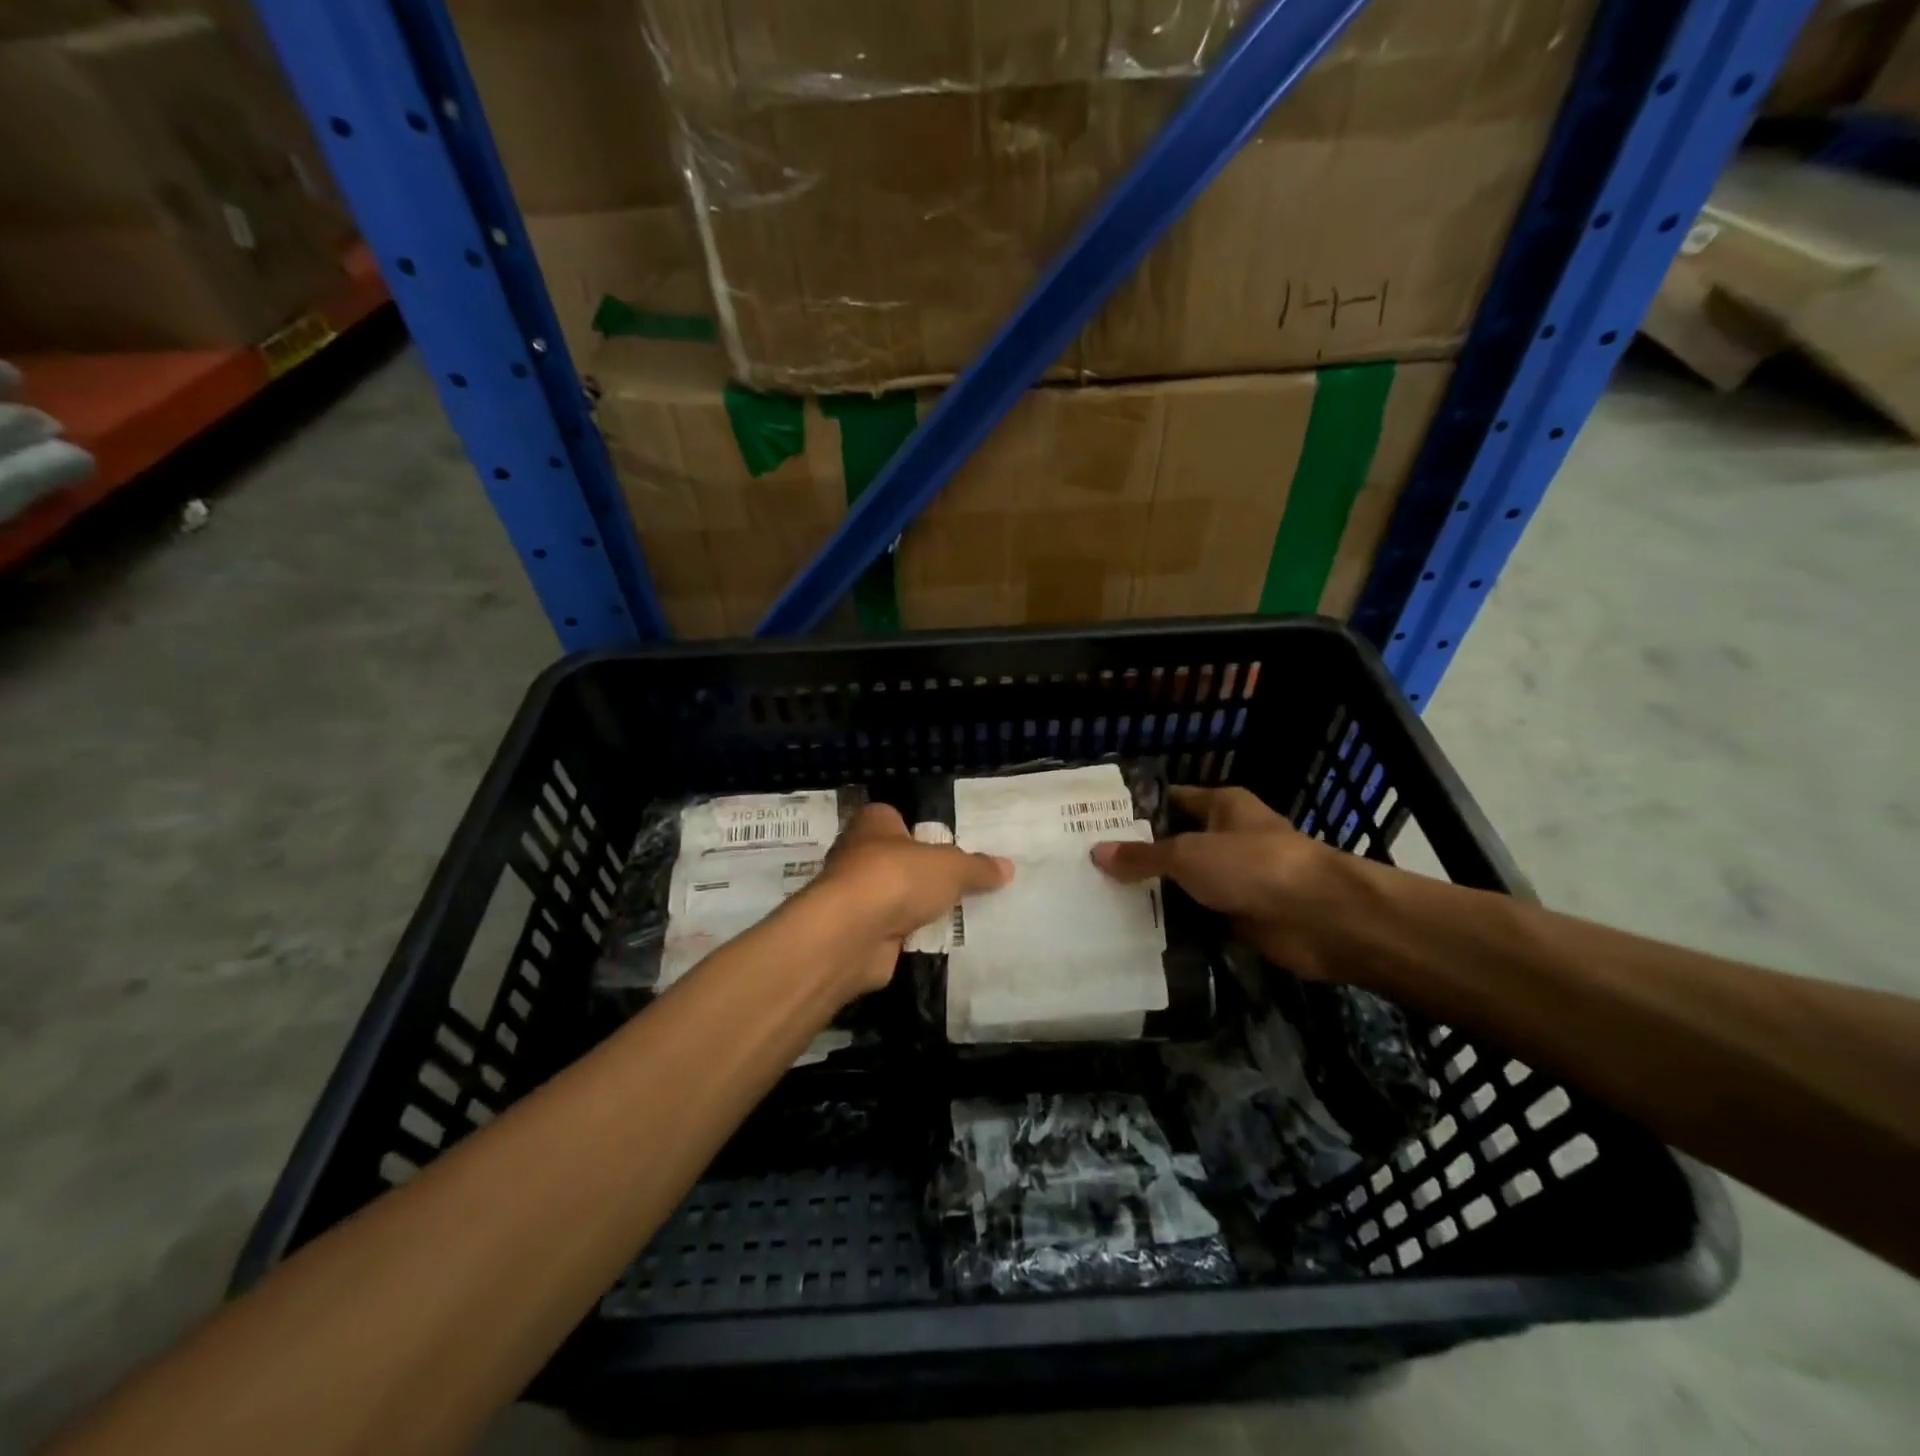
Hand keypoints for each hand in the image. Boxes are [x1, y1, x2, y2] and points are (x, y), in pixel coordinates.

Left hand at [801, 804, 1012, 993]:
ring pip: (891, 897)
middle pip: (894, 859)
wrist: (852, 933)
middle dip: (919, 872)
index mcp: (873, 823)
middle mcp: (856, 854)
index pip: (893, 817)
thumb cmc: (898, 878)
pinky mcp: (856, 932)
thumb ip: (977, 867)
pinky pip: (890, 931)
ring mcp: (853, 896)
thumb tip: (1007, 867)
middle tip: (957, 882)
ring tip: (954, 914)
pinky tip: (935, 941)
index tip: (943, 844)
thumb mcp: (951, 867)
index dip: (916, 829)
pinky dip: (908, 936)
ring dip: (913, 907)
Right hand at [1091, 786, 1342, 977]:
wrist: (1321, 918)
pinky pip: (1198, 917)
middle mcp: (1229, 838)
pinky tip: (1136, 933)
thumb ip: (1143, 856)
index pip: (1171, 800)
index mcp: (1222, 806)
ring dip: (1156, 895)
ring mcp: (1237, 880)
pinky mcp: (1241, 917)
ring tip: (1101, 902)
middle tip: (1088, 869)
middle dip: (1139, 858)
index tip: (1095, 825)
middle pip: (1175, 845)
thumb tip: (1096, 853)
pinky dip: (1175, 926)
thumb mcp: (1188, 854)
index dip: (1136, 811)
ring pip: (1186, 885)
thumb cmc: (1253, 865)